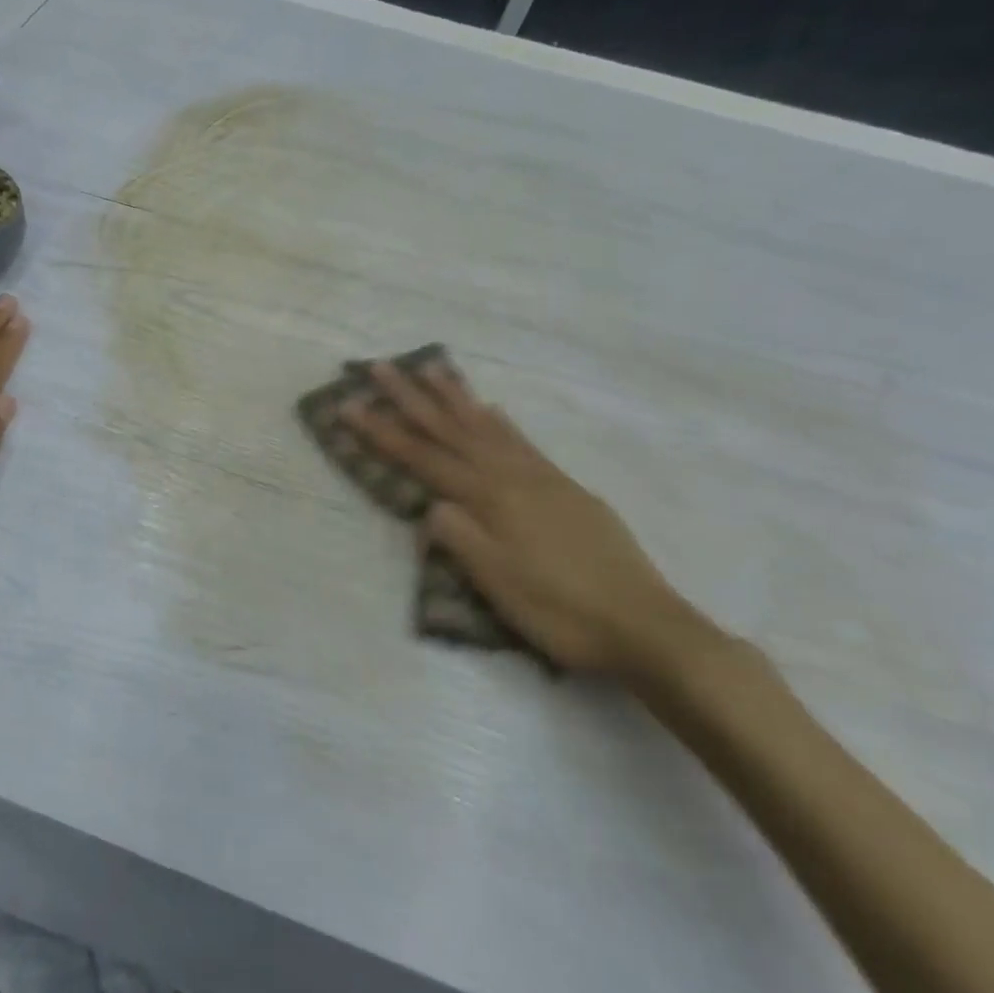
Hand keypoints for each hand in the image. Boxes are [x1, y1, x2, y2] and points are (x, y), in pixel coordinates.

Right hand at [343, 358, 713, 680]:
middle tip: (381, 366)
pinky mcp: (566, 487)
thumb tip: (430, 506)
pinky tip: (492, 409)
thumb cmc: (560, 610)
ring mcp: (541, 477)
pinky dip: (500, 421)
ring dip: (455, 396)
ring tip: (432, 368)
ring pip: (487, 425)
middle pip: (450, 428)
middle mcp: (510, 475)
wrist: (646, 625)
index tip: (347, 404)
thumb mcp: (497, 582)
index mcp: (488, 497)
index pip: (420, 456)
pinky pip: (522, 440)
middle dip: (410, 397)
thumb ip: (457, 536)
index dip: (380, 430)